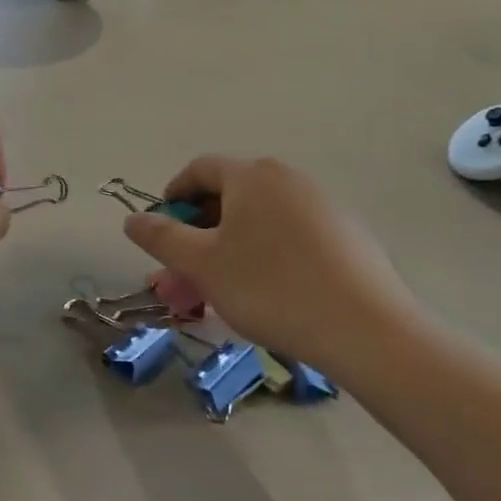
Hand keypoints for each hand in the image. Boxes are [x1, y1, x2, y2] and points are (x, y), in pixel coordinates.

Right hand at [122, 157, 429, 377]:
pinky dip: (266, 257)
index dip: (173, 196)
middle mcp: (288, 180)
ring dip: (229, 250)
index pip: (200, 169)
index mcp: (252, 176)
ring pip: (259, 222)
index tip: (161, 230)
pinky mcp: (349, 237)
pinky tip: (266, 296)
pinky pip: (291, 238)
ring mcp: (323, 206)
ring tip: (219, 293)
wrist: (367, 330)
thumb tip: (132, 219)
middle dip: (198, 235)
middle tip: (184, 275)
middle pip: (230, 198)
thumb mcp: (202, 264)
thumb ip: (161, 237)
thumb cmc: (271, 288)